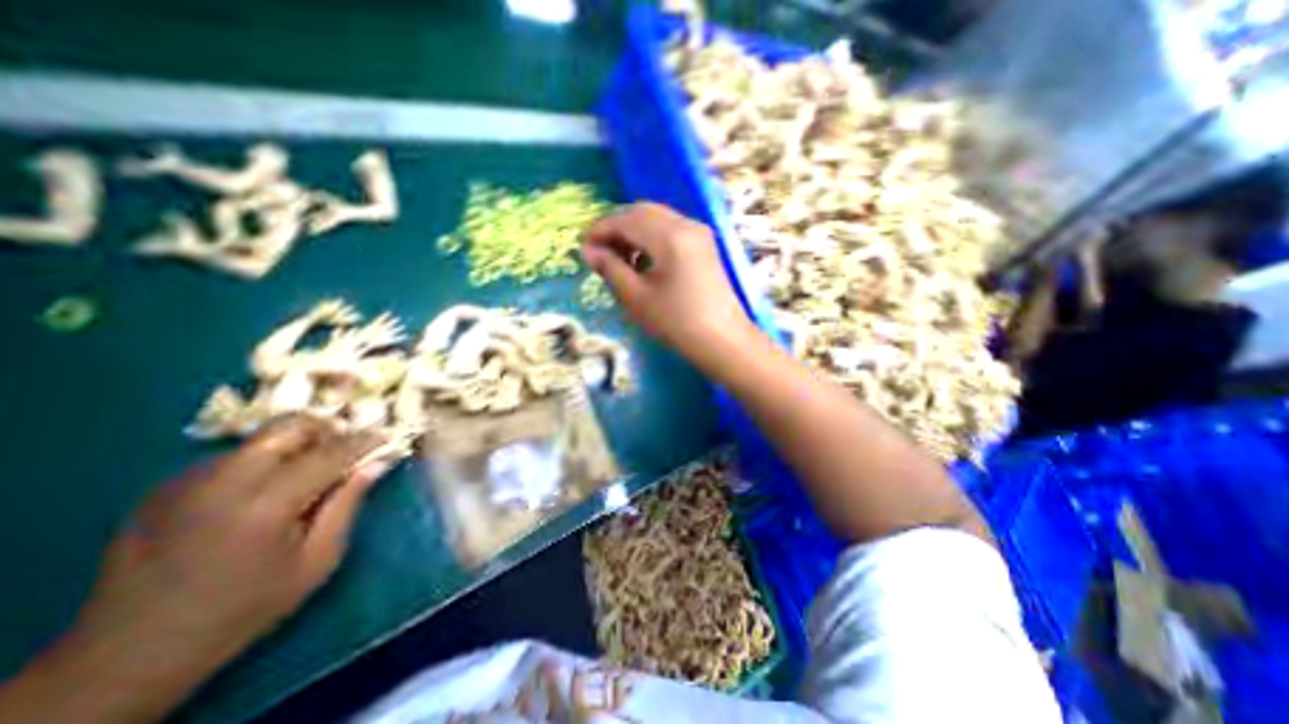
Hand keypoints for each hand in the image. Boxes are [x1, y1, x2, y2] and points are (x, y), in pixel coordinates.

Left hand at [0, 416, 398, 721]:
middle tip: (342, 453)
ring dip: (295, 447)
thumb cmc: (245, 608)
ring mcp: (186, 482)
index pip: (330, 453)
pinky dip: (262, 463)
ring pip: (262, 438)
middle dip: (326, 431)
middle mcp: (223, 482)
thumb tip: (376, 463)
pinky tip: (261, 495)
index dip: (364, 441)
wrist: (128, 655)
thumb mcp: (317, 561)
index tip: (387, 437)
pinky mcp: (165, 487)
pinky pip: (233, 457)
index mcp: (265, 505)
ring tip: (304, 478)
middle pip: (289, 426)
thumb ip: (348, 504)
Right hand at [581, 204, 756, 365]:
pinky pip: (670, 229)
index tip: (582, 247)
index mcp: (670, 236)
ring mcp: (699, 232)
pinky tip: (643, 262)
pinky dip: (650, 238)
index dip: (600, 230)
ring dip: (633, 232)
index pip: (625, 219)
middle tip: (599, 252)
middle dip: (616, 228)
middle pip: (642, 212)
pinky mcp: (704, 244)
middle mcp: (686, 224)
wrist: (723, 340)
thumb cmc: (677, 323)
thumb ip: (610, 268)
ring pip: (656, 219)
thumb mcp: (636, 298)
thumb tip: (588, 251)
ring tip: (619, 260)